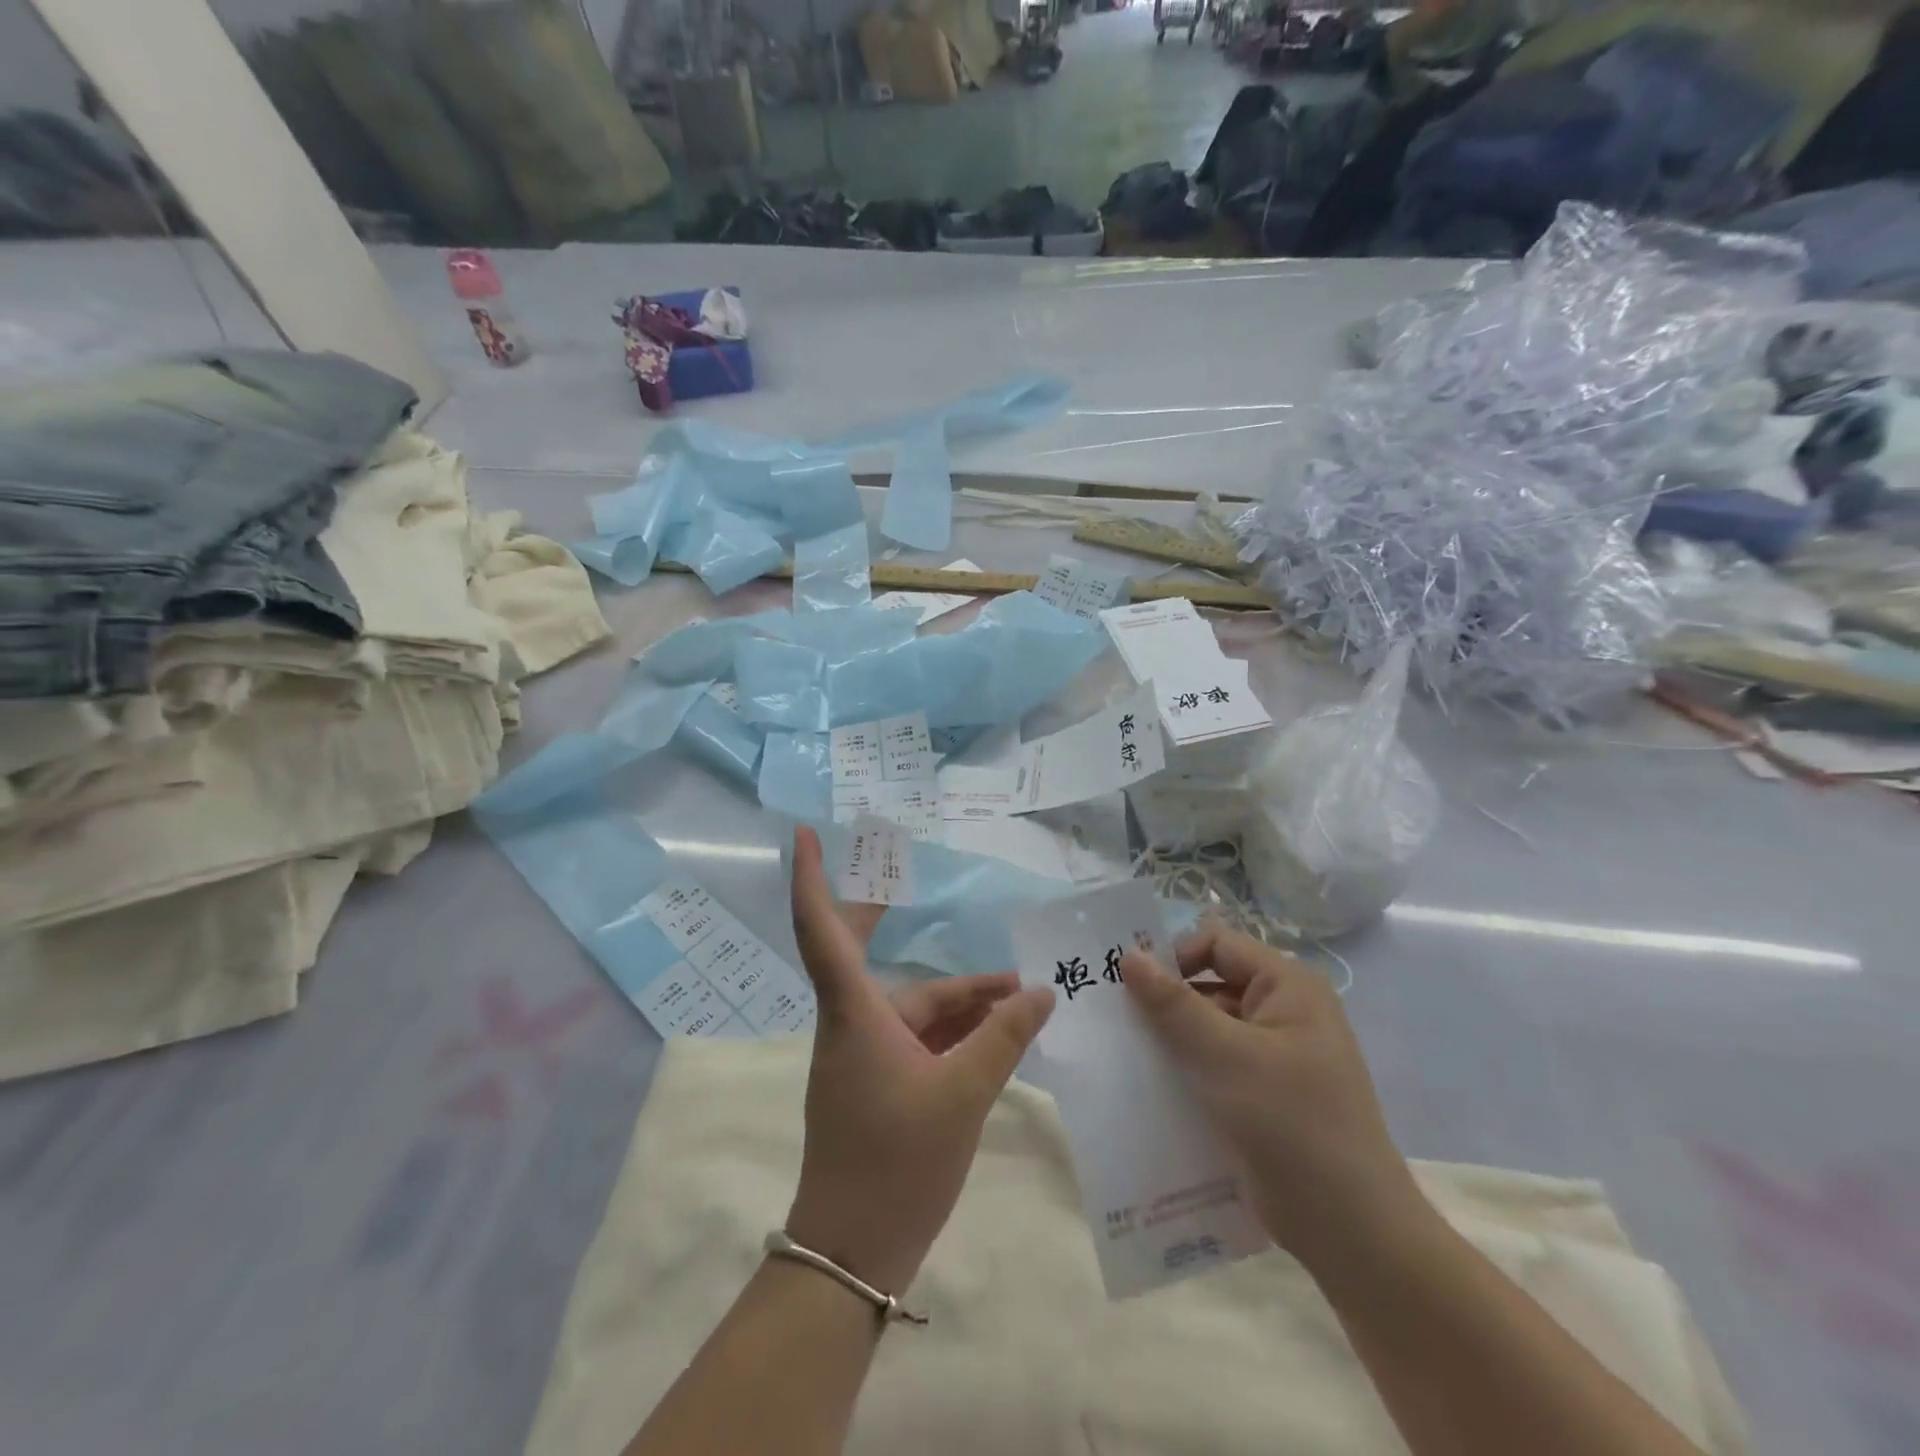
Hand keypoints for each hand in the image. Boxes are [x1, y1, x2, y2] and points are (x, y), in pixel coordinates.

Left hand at [784, 828, 1054, 1294]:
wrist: (855, 1255)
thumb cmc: (896, 1163)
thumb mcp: (963, 1094)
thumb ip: (1003, 1037)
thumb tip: (1041, 992)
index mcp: (854, 1013)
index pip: (820, 929)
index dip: (812, 878)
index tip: (804, 835)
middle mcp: (851, 1024)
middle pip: (859, 953)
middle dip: (880, 916)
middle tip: (901, 882)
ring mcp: (863, 1057)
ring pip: (912, 1008)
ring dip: (960, 998)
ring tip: (1020, 992)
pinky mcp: (878, 1086)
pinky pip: (919, 1040)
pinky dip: (956, 1031)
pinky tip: (999, 1032)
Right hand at [1120, 922, 1427, 1277]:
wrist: (1350, 1231)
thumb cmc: (1291, 1123)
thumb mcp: (1226, 1056)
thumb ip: (1174, 1005)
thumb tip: (1129, 955)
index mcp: (1288, 986)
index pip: (1217, 945)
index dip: (1173, 957)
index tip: (1130, 986)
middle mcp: (1283, 1011)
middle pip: (1210, 984)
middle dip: (1165, 1000)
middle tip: (1115, 1018)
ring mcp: (1274, 1056)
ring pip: (1208, 1028)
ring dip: (1170, 1038)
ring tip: (1123, 1052)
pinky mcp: (1262, 1094)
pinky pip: (1214, 1064)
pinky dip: (1184, 1068)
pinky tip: (1148, 1085)